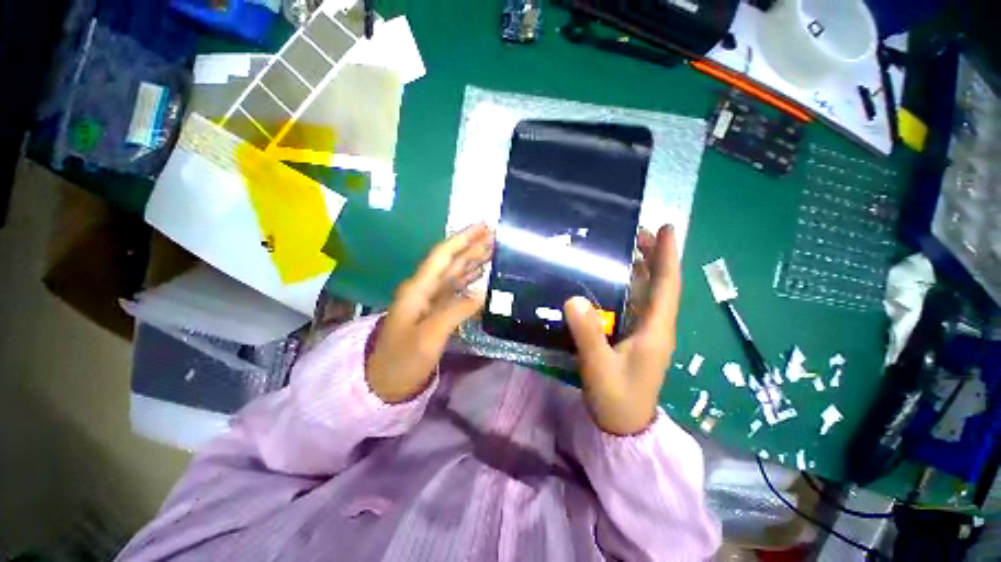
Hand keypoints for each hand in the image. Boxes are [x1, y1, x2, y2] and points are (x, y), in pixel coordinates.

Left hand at [366, 224, 493, 402]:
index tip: (483, 226)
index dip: (463, 239)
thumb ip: (455, 311)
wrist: (384, 382)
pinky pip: (455, 289)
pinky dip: (469, 279)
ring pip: (454, 273)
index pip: (443, 256)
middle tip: (494, 234)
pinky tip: (480, 275)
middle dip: (471, 246)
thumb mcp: (429, 337)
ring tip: (492, 249)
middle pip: (451, 261)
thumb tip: (482, 292)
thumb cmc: (403, 360)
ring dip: (472, 260)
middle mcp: (423, 289)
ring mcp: (429, 300)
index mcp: (418, 289)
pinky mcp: (435, 311)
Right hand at [563, 225, 680, 435]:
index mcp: (656, 331)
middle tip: (638, 233)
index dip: (667, 256)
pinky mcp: (636, 337)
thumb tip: (573, 299)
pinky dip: (631, 286)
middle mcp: (657, 327)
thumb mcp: (599, 367)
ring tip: (628, 248)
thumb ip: (588, 335)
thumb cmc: (616, 398)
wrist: (624, 426)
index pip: (667, 286)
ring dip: (643, 269)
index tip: (668, 228)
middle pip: (661, 285)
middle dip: (654, 257)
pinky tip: (616, 279)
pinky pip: (637, 304)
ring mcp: (647, 332)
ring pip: (650, 293)